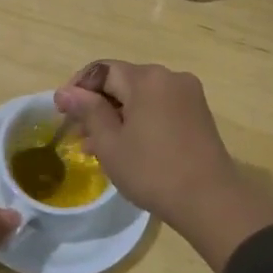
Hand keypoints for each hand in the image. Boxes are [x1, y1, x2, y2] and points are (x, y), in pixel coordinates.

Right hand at [54, 61, 272, 271]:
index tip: (61, 112)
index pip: (101, 70)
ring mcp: (188, 95)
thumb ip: (87, 111)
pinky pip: (159, 107)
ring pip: (141, 97)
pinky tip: (126, 145)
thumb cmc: (153, 171)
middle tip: (77, 134)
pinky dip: (139, 120)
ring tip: (96, 146)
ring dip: (116, 115)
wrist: (210, 201)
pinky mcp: (198, 113)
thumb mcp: (110, 143)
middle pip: (122, 82)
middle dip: (97, 104)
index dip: (77, 88)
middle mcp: (170, 77)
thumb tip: (65, 92)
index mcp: (147, 78)